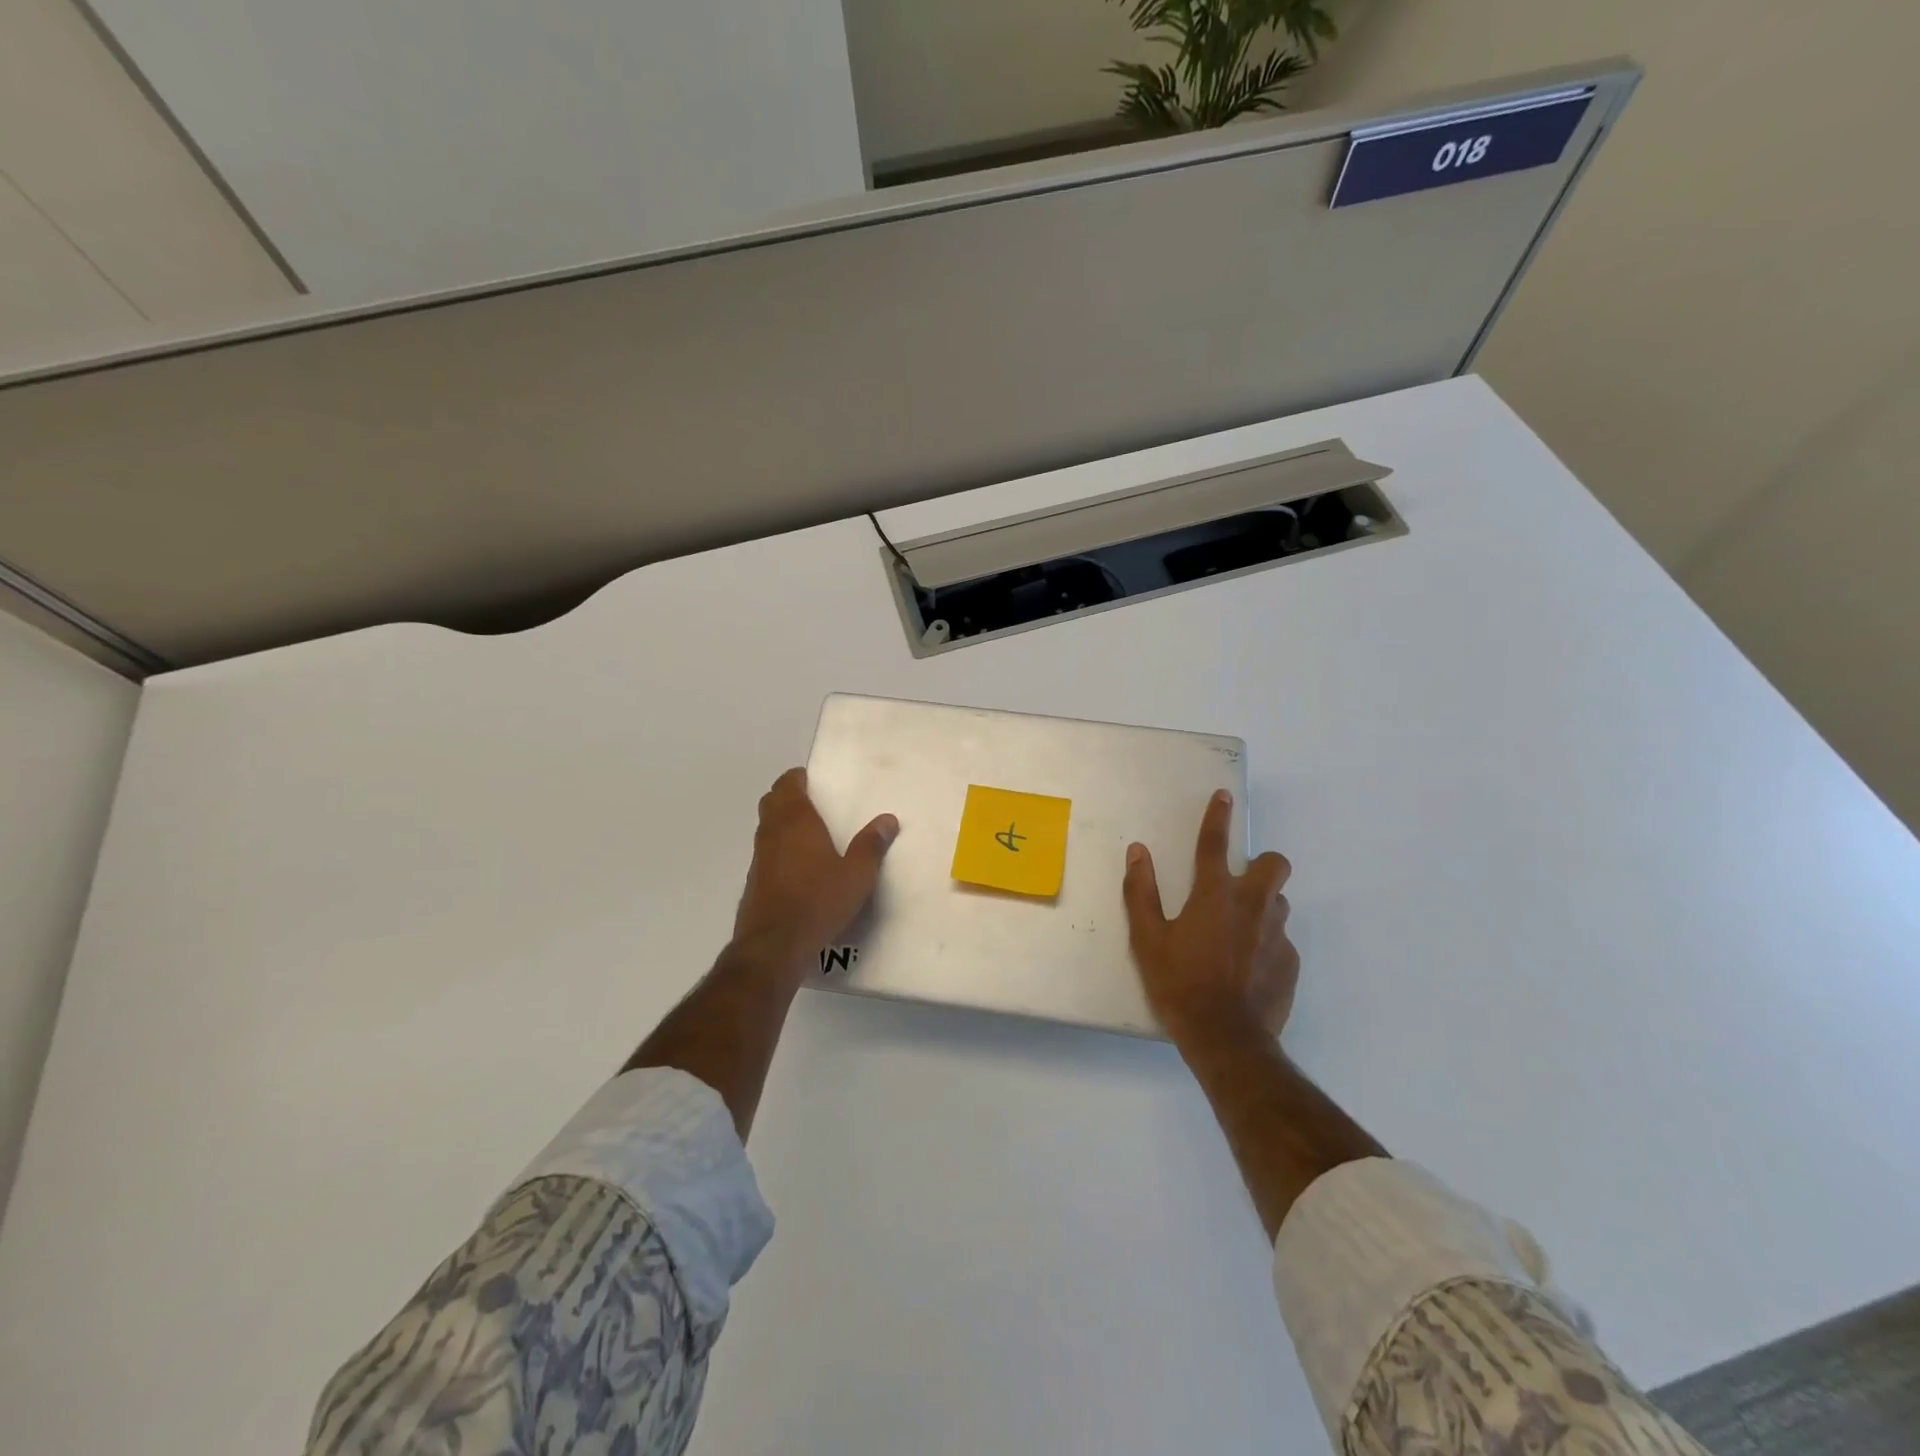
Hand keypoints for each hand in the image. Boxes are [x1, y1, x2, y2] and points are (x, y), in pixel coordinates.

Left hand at [731, 768, 898, 980]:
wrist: (774, 946)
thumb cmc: (819, 901)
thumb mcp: (857, 875)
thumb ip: (871, 845)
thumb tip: (887, 820)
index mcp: (796, 821)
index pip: (787, 785)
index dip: (796, 778)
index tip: (811, 779)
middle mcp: (772, 833)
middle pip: (772, 802)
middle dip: (787, 796)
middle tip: (811, 801)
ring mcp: (759, 858)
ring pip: (766, 827)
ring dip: (781, 822)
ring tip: (807, 832)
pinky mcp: (753, 883)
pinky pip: (765, 853)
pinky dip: (778, 849)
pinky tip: (796, 867)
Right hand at [1121, 789, 1297, 1047]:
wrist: (1227, 1039)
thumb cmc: (1180, 985)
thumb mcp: (1147, 940)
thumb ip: (1141, 892)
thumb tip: (1138, 852)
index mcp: (1215, 895)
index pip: (1215, 843)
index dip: (1217, 816)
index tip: (1224, 796)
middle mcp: (1252, 906)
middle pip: (1274, 864)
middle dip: (1263, 862)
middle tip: (1240, 881)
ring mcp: (1277, 935)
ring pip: (1279, 902)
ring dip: (1262, 904)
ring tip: (1239, 930)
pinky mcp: (1291, 962)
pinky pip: (1281, 940)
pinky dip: (1266, 943)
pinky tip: (1248, 967)